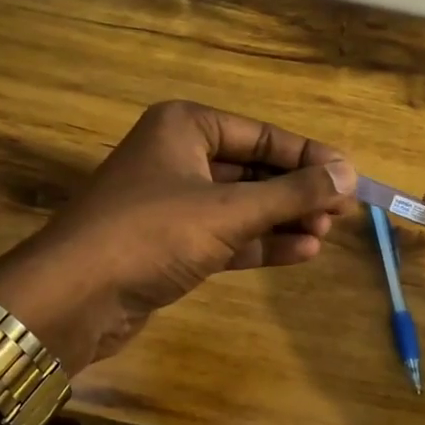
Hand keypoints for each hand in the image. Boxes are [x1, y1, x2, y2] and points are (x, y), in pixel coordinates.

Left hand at [0, 101, 356, 372]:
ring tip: (326, 234)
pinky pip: (226, 236)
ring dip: (283, 220)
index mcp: (185, 127)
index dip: (309, 156)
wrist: (73, 298)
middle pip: (253, 169)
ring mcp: (172, 202)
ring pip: (241, 205)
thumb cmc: (152, 233)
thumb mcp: (228, 211)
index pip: (262, 135)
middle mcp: (178, 156)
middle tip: (342, 211)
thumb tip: (349, 174)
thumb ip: (291, 194)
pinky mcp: (169, 244)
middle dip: (296, 192)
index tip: (350, 176)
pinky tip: (302, 252)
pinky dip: (260, 243)